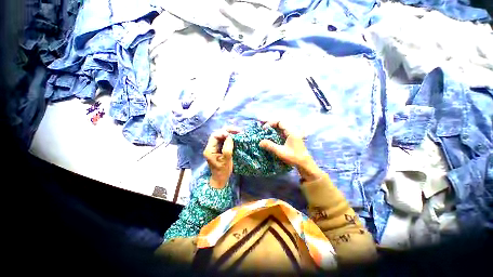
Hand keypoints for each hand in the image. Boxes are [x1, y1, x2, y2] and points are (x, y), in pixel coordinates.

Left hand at [203, 127, 239, 188]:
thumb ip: (227, 148)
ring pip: (222, 136)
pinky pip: (225, 140)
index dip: (223, 133)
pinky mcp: (220, 149)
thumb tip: (230, 137)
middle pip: (218, 134)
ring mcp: (216, 147)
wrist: (221, 179)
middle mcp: (211, 147)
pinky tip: (236, 137)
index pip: (214, 136)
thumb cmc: (222, 171)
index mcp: (209, 150)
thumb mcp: (226, 160)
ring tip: (239, 133)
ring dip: (230, 134)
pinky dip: (231, 138)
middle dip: (228, 131)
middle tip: (238, 131)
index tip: (232, 135)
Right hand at [259, 121, 323, 181]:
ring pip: (281, 129)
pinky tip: (272, 139)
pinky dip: (276, 134)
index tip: (264, 128)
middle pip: (280, 124)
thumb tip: (260, 142)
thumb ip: (270, 146)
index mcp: (291, 132)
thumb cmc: (294, 157)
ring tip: (266, 134)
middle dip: (271, 126)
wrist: (305, 164)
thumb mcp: (281, 152)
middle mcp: (292, 131)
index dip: (271, 123)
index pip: (280, 122)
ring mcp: (292, 135)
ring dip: (273, 130)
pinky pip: (282, 134)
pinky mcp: (291, 140)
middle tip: (264, 131)